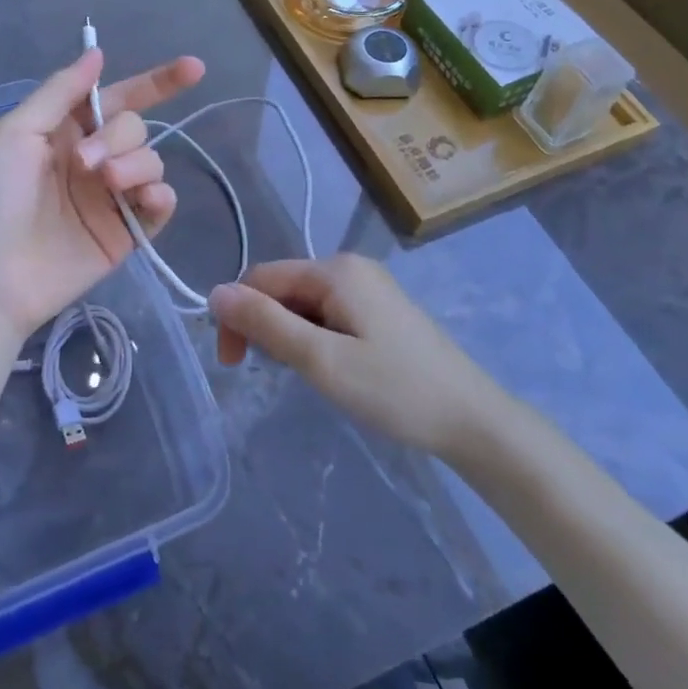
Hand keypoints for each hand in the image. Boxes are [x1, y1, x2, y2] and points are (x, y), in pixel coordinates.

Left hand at [0, 47, 204, 342]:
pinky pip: (159, 205)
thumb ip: (61, 91)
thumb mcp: (15, 133)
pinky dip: (159, 196)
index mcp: (64, 133)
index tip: (193, 68)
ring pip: (150, 163)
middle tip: (87, 165)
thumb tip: (97, 52)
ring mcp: (110, 199)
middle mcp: (91, 160)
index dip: (155, 83)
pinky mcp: (124, 235)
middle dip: (119, 138)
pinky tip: (146, 199)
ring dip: (135, 165)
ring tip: (107, 184)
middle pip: (135, 129)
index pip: (117, 99)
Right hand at [209, 255, 511, 457]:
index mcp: (334, 270)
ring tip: (308, 375)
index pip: (261, 278)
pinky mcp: (380, 310)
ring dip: (290, 335)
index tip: (234, 364)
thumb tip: (214, 292)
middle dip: (266, 327)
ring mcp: (369, 287)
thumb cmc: (394, 390)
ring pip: (304, 303)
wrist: (473, 420)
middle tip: (273, 374)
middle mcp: (350, 267)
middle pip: (283, 288)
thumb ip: (266, 323)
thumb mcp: (321, 360)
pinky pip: (328, 313)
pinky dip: (315, 338)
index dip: (238, 316)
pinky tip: (329, 368)